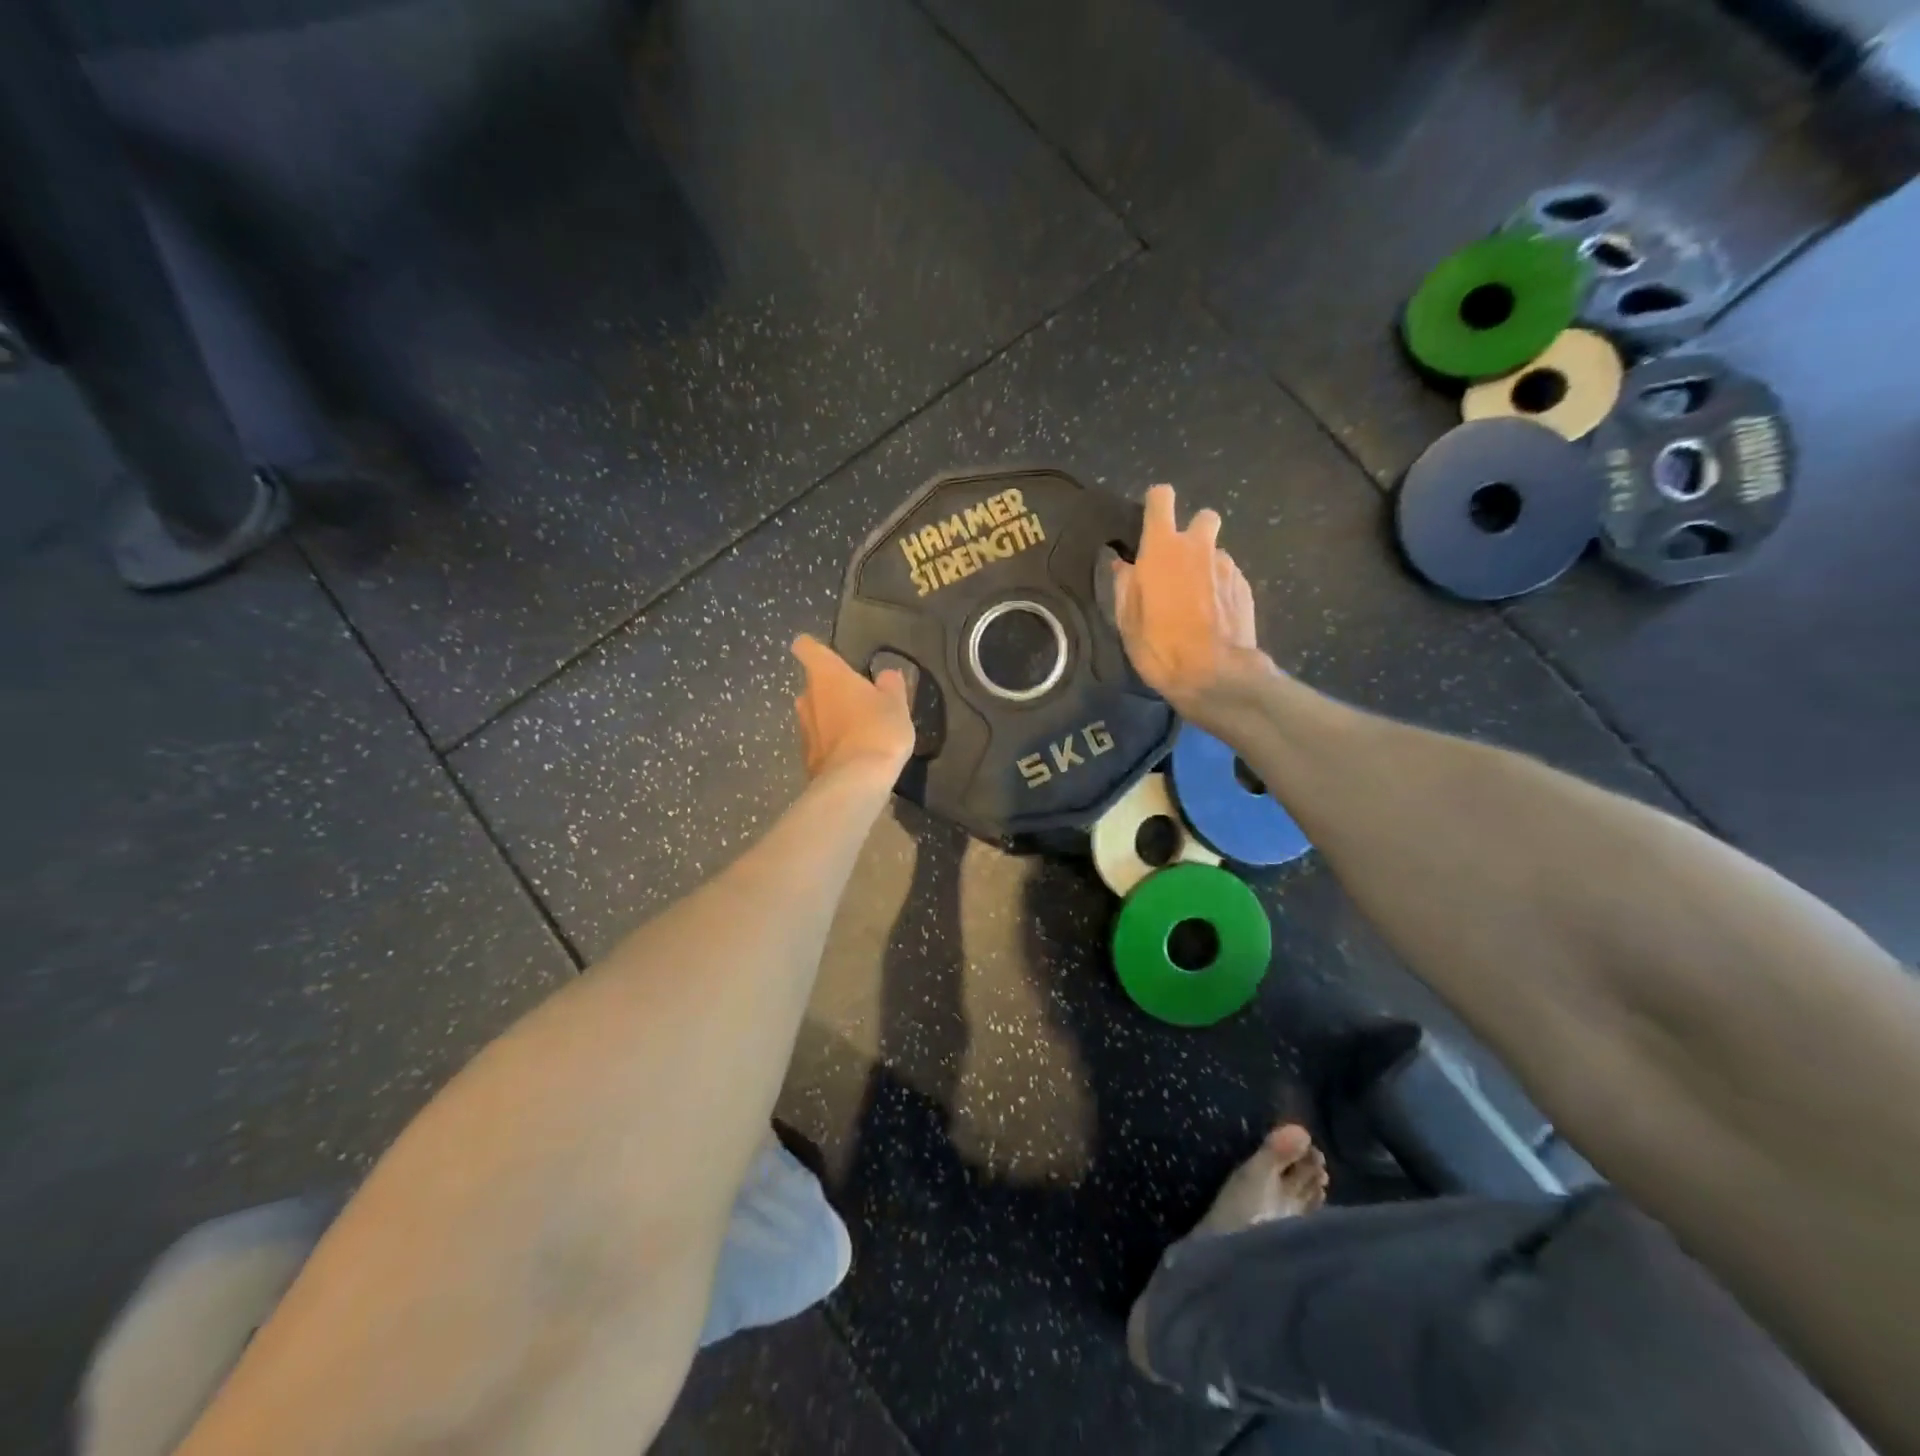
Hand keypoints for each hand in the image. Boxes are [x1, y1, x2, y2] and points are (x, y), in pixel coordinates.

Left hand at [791, 635, 914, 781]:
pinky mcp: (807, 758)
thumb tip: (886, 675)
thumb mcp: (896, 704)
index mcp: (827, 675)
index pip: (807, 648)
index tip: (825, 653)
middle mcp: (807, 698)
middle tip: (857, 697)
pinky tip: (853, 753)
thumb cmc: (877, 730)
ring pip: (815, 714)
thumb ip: (890, 685)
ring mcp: (804, 730)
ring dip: (830, 717)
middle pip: (813, 685)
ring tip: (857, 728)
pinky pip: (819, 741)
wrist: (855, 782)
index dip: (813, 647)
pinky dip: (831, 743)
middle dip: (830, 689)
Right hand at [1113, 484, 1265, 713]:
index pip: (1161, 498)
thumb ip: (1124, 585)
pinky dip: (1220, 588)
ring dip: (1206, 566)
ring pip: (1216, 551)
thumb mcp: (1127, 621)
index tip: (1150, 522)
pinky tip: (1212, 616)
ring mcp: (1227, 566)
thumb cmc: (1160, 647)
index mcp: (1162, 549)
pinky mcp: (1246, 586)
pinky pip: (1229, 576)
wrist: (1215, 675)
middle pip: (1203, 517)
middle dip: (1192, 533)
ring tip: (1196, 601)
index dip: (1155, 504)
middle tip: (1179, 565)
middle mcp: (1198, 547)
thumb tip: (1123, 565)